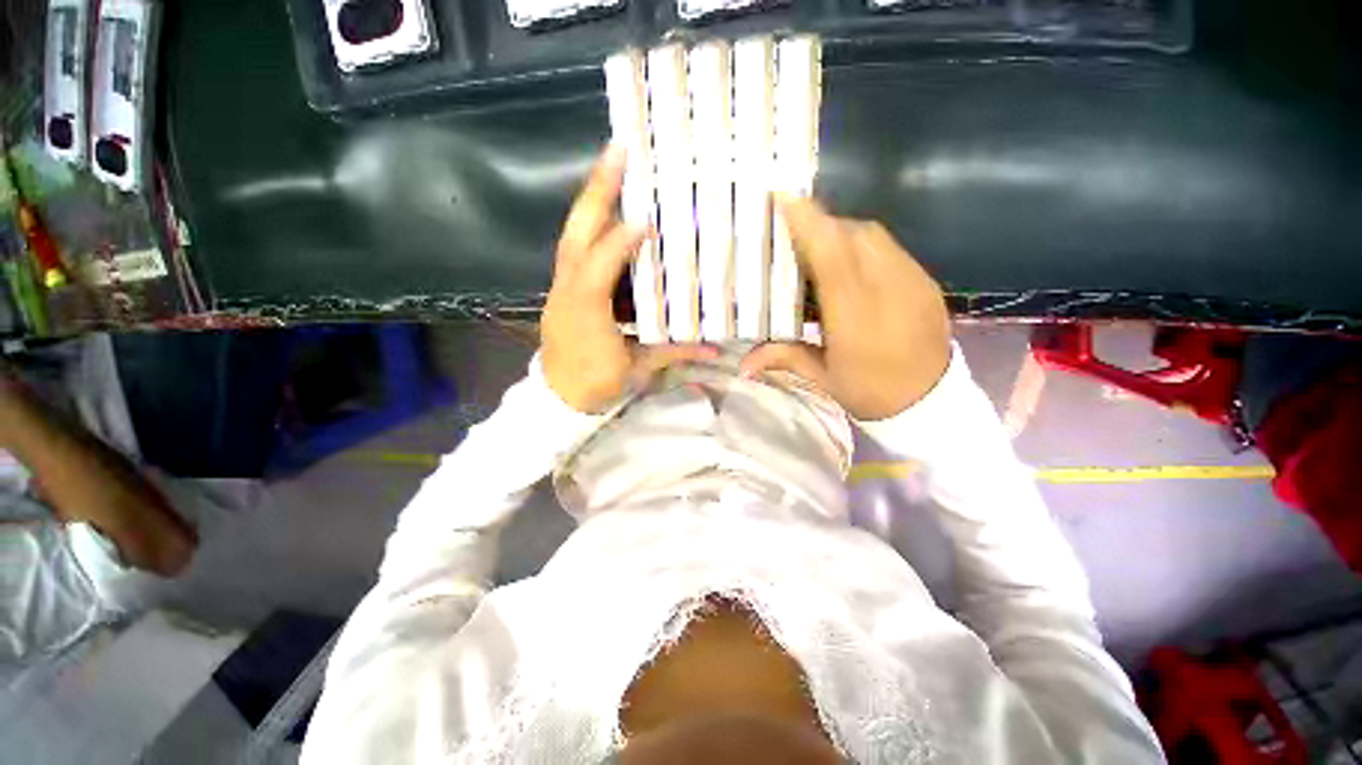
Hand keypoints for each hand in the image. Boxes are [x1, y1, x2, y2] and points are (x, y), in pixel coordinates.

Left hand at [542, 146, 715, 412]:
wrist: (561, 397)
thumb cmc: (597, 380)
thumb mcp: (636, 368)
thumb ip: (674, 352)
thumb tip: (715, 348)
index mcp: (587, 307)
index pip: (602, 263)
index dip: (623, 239)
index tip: (647, 218)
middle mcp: (571, 288)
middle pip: (579, 231)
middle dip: (597, 191)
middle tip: (618, 151)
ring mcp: (563, 285)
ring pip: (574, 235)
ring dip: (592, 202)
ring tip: (613, 169)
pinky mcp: (564, 289)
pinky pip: (576, 249)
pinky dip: (590, 226)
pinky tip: (608, 211)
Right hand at [741, 197, 950, 419]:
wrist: (932, 403)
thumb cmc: (870, 392)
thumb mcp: (822, 378)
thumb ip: (783, 358)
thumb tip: (742, 364)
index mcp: (855, 317)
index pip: (832, 256)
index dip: (810, 223)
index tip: (785, 199)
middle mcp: (886, 289)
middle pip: (853, 234)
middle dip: (821, 225)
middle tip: (794, 232)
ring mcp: (912, 281)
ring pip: (873, 236)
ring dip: (842, 232)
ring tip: (820, 249)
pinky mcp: (926, 281)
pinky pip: (890, 247)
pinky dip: (864, 245)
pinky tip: (851, 265)